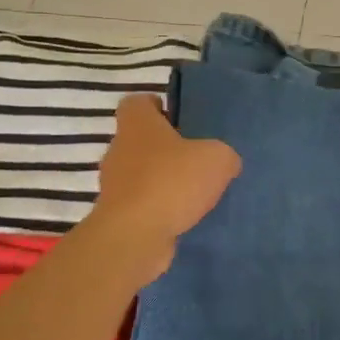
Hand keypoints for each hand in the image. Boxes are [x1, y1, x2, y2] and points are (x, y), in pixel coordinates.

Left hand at [87, 94, 240, 282]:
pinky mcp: (118, 214)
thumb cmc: (172, 182)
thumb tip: (225, 162)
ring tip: (195, 192)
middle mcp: (119, 149)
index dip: (156, 106)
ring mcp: (114, 184)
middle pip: (141, 140)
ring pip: (141, 173)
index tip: (178, 118)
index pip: (137, 102)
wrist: (134, 236)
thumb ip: (224, 154)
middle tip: (197, 158)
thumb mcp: (217, 159)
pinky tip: (184, 217)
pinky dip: (160, 207)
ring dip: (164, 180)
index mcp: (137, 124)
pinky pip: (142, 203)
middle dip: (166, 148)